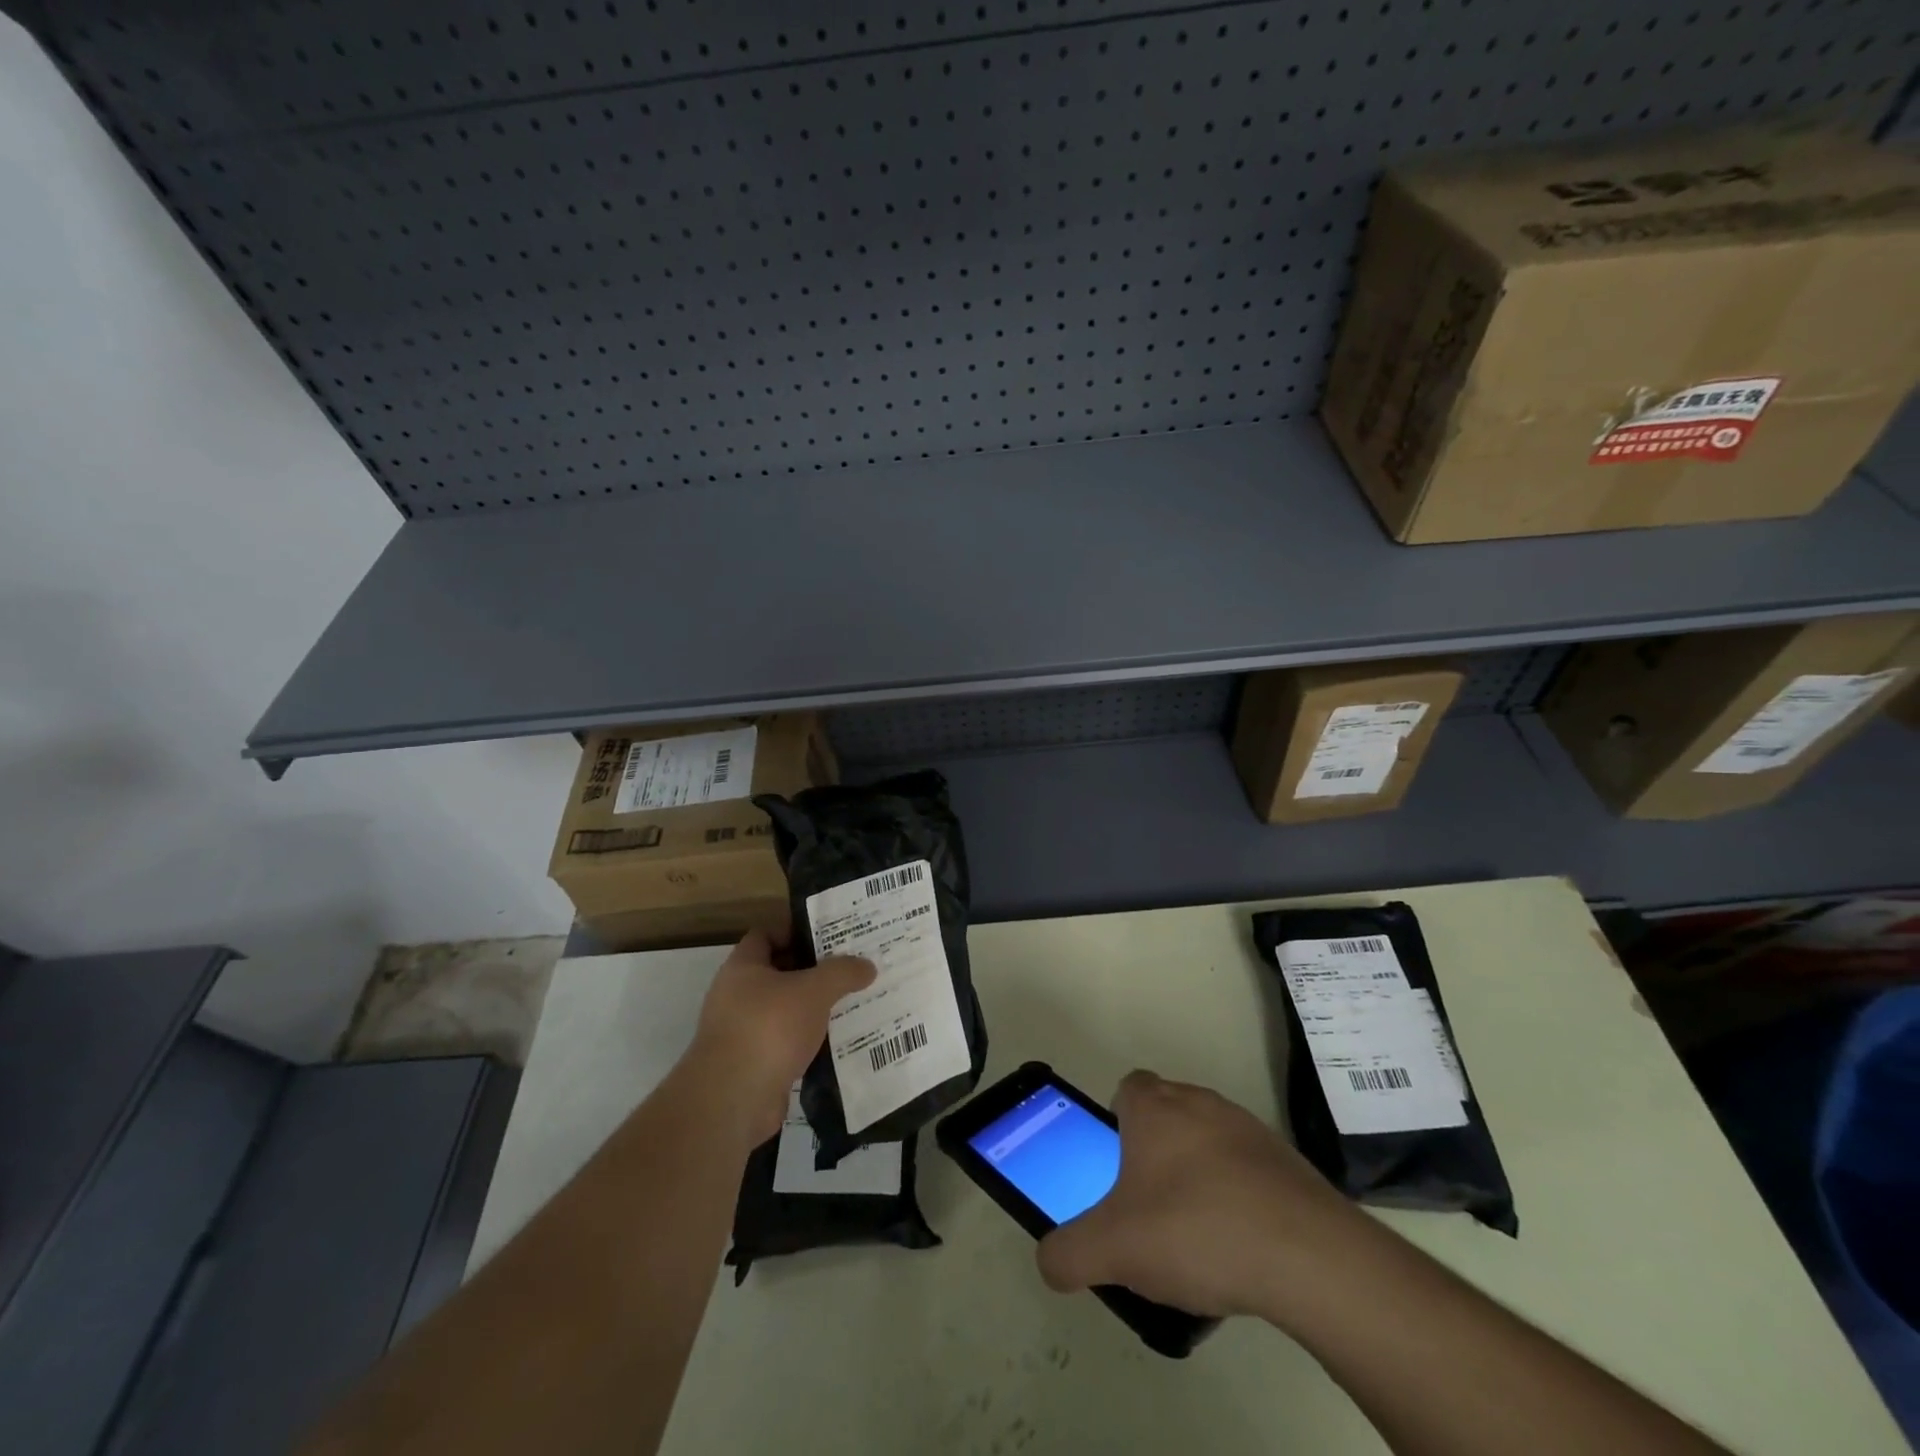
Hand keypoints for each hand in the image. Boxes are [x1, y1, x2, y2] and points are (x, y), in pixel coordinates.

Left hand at [686, 929, 874, 1143]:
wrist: (732, 1100)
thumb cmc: (769, 1028)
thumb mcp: (814, 991)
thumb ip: (842, 973)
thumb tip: (867, 965)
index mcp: (743, 967)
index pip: (766, 935)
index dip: (795, 930)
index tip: (830, 934)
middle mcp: (736, 995)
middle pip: (779, 972)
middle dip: (813, 970)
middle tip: (850, 967)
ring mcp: (742, 1032)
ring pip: (785, 1010)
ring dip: (813, 1008)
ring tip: (851, 1002)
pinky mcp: (753, 1064)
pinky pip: (786, 1042)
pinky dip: (808, 1041)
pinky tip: (838, 1041)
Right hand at [1036, 1071, 1364, 1321]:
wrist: (1308, 1256)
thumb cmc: (1195, 1230)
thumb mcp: (1113, 1250)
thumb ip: (1068, 1253)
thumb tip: (1049, 1261)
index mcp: (1154, 1107)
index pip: (1126, 1088)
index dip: (1116, 1121)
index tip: (1116, 1166)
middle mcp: (1200, 1102)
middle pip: (1167, 1112)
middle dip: (1155, 1150)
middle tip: (1147, 1206)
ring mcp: (1248, 1128)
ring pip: (1209, 1140)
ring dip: (1199, 1174)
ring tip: (1196, 1235)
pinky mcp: (1288, 1162)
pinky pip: (1249, 1170)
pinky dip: (1239, 1196)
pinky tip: (1240, 1247)